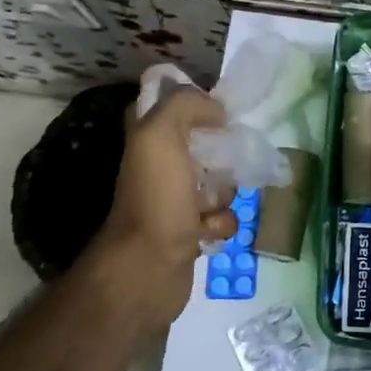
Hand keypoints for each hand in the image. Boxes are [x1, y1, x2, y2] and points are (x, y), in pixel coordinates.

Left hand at [88, 87, 239, 327]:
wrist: (148, 267)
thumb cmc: (156, 196)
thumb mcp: (162, 134)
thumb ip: (186, 105)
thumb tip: (217, 111)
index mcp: (147, 137)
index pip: (171, 104)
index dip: (195, 103)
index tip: (218, 112)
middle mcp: (159, 165)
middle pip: (205, 144)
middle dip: (222, 154)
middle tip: (222, 164)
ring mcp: (175, 198)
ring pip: (219, 181)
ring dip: (224, 193)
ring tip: (208, 206)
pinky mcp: (190, 229)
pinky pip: (221, 216)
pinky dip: (220, 223)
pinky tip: (206, 231)